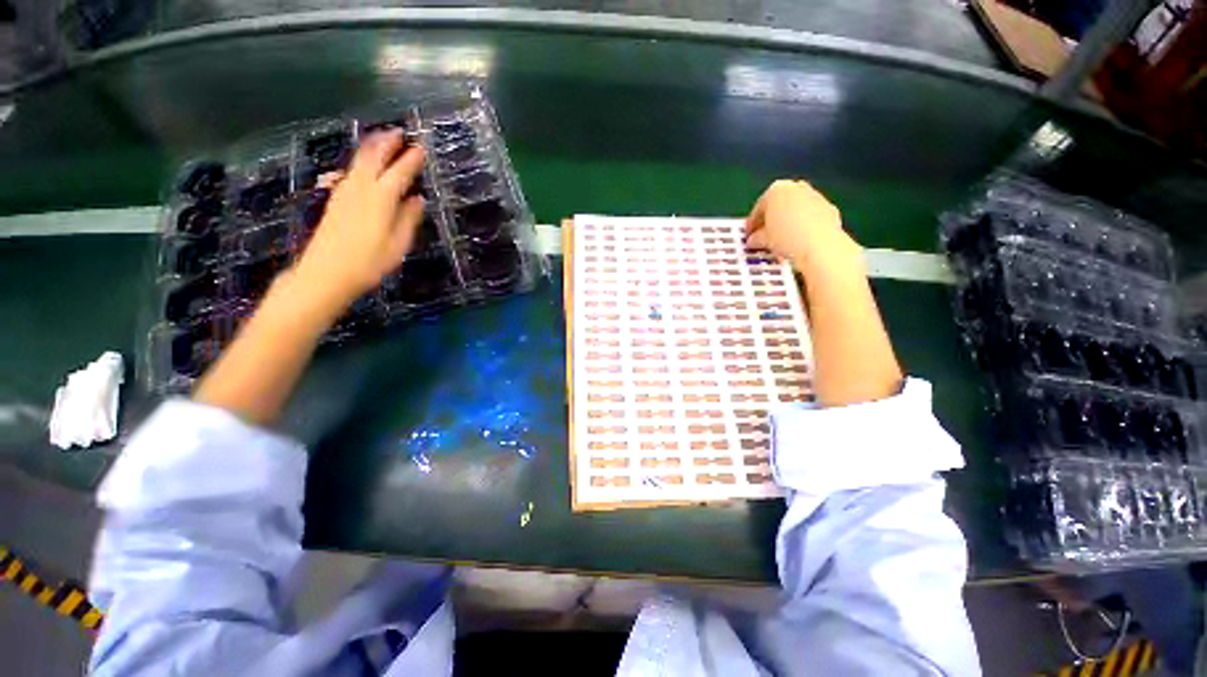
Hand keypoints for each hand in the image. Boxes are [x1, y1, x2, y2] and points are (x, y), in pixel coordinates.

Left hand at [291, 131, 425, 313]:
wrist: (325, 272)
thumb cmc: (368, 262)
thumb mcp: (398, 245)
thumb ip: (408, 219)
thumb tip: (418, 199)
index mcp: (380, 199)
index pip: (399, 172)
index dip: (411, 159)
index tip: (421, 148)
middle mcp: (360, 189)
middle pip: (373, 158)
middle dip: (387, 143)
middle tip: (399, 131)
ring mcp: (344, 192)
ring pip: (359, 162)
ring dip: (372, 147)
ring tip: (383, 139)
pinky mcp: (335, 199)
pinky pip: (351, 171)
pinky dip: (361, 161)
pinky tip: (364, 164)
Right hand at [745, 180, 860, 270]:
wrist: (819, 246)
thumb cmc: (788, 238)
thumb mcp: (763, 240)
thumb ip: (756, 238)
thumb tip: (754, 240)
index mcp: (776, 190)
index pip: (758, 208)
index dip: (752, 224)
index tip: (749, 236)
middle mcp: (797, 188)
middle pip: (779, 206)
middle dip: (771, 221)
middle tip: (764, 237)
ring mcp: (815, 197)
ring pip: (796, 211)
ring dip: (787, 224)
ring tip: (781, 243)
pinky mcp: (829, 209)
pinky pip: (810, 218)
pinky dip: (803, 227)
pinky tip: (797, 243)